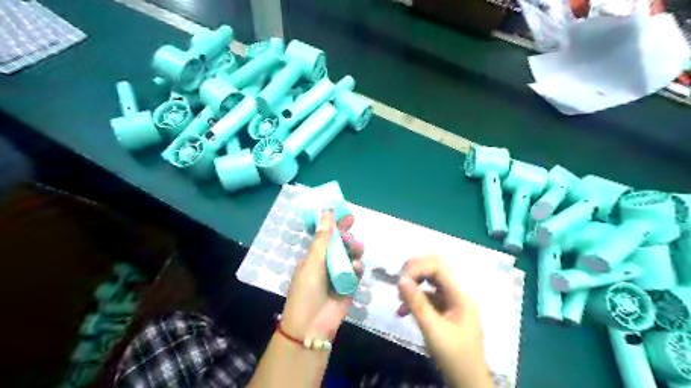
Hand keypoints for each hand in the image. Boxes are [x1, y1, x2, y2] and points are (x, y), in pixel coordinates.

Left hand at [282, 209, 366, 342]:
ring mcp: (339, 275)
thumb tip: (326, 212)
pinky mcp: (349, 286)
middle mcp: (327, 263)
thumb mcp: (312, 262)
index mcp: (314, 257)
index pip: (328, 237)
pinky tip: (356, 268)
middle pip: (342, 245)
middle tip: (350, 239)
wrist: (311, 326)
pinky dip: (357, 268)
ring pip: (351, 256)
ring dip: (355, 251)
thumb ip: (323, 238)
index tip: (349, 217)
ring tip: (357, 250)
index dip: (338, 226)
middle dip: (348, 239)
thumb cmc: (306, 291)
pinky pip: (356, 272)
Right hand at [397, 257, 487, 385]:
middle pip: (435, 268)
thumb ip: (417, 303)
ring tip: (399, 297)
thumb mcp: (432, 330)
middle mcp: (456, 293)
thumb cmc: (453, 357)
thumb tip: (400, 280)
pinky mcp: (445, 310)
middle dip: (415, 270)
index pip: (437, 267)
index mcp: (459, 295)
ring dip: (413, 284)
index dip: (417, 268)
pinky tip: (401, 311)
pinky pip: (428, 296)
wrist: (467, 382)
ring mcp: (451, 301)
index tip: (399, 281)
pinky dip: (415, 299)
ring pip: (430, 280)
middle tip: (399, 281)